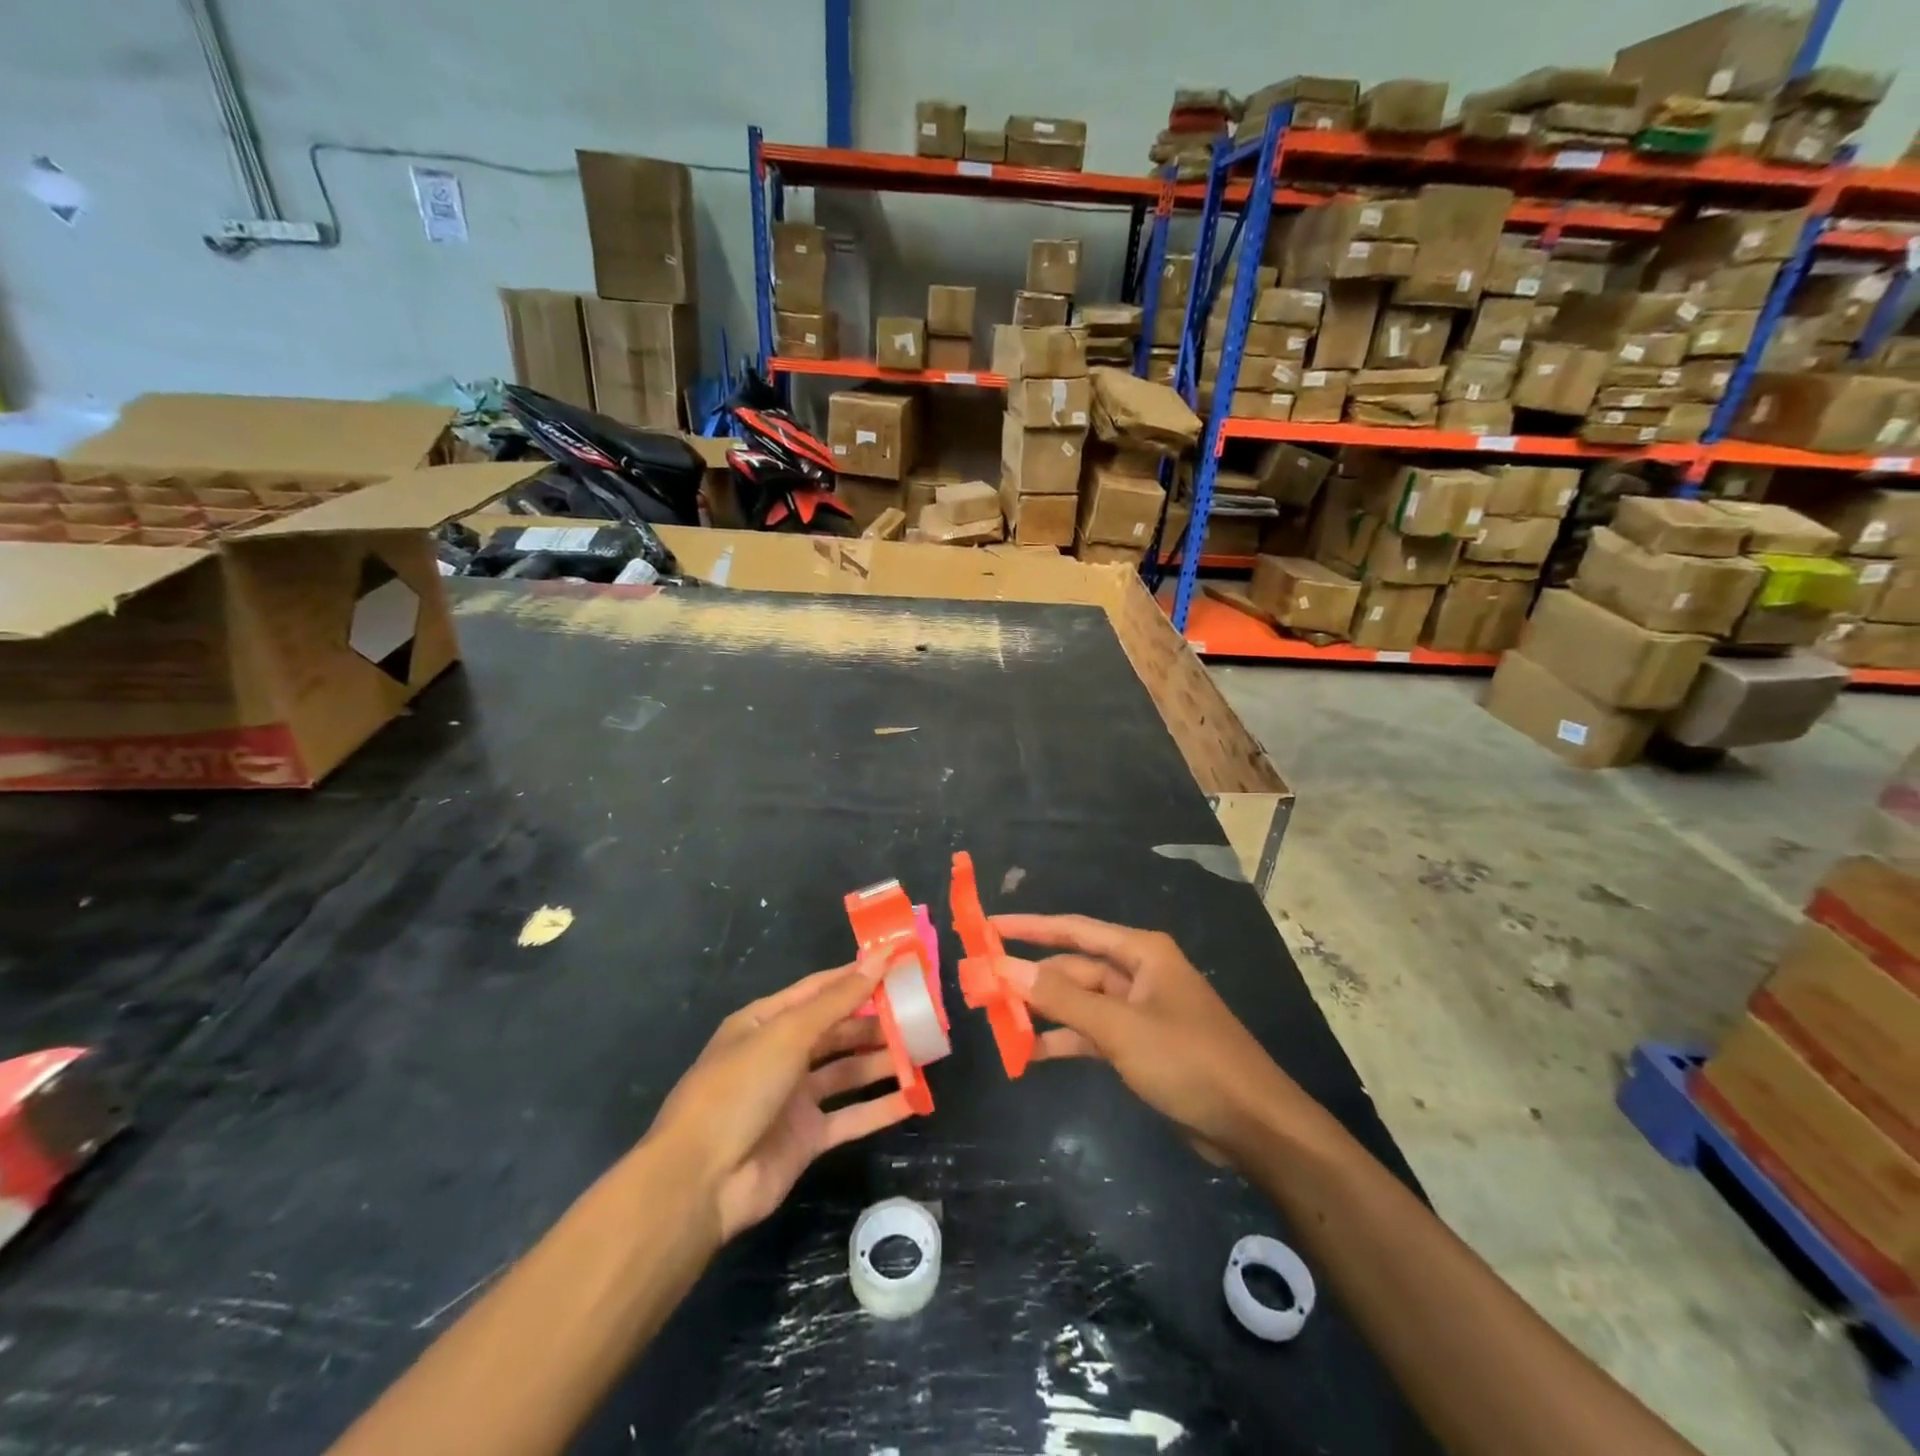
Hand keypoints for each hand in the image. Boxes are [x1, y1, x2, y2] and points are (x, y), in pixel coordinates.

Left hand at [648, 958, 912, 1242]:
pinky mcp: (806, 1138)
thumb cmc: (739, 1089)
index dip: (857, 976)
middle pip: (837, 1030)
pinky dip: (880, 1107)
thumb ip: (838, 1000)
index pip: (820, 989)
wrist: (701, 1182)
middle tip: (920, 1012)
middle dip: (875, 1021)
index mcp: (766, 1021)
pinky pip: (850, 1116)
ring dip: (882, 1061)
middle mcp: (780, 1054)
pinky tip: (915, 1098)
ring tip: (924, 1050)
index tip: (898, 964)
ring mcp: (794, 1098)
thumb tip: (879, 957)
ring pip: (847, 1072)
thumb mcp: (788, 1035)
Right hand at [991, 914, 1309, 1163]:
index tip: (988, 927)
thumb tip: (1006, 968)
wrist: (1252, 1125)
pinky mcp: (1141, 1045)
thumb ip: (1061, 998)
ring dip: (1044, 1012)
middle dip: (1032, 978)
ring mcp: (1140, 1010)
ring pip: (1080, 1002)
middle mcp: (1139, 973)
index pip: (1074, 930)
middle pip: (1074, 968)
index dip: (1029, 928)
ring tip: (998, 1020)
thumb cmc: (1188, 1061)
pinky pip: (1092, 1033)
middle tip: (982, 986)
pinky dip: (1066, 1041)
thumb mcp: (1120, 1028)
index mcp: (1141, 953)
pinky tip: (1032, 1054)